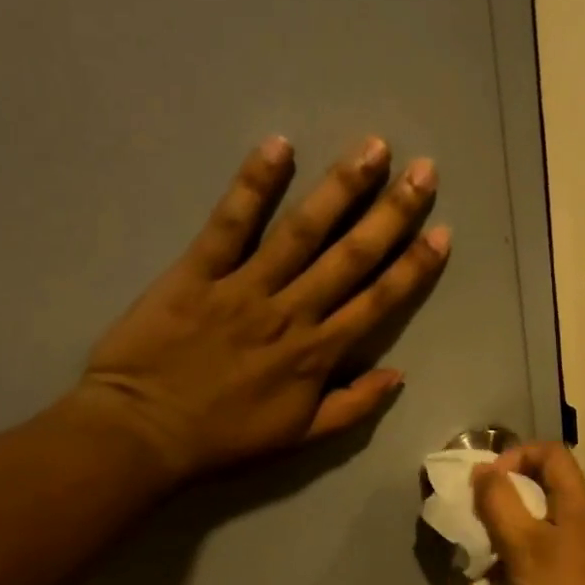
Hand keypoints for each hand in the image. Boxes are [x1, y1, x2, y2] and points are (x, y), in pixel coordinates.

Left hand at [74, 135, 448, 486]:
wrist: (143, 434)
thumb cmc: (224, 438)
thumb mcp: (299, 437)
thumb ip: (352, 407)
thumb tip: (399, 375)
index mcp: (318, 353)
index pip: (378, 302)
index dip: (413, 267)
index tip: (441, 232)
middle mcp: (292, 312)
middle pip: (351, 256)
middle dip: (392, 212)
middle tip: (424, 171)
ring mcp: (244, 287)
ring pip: (302, 231)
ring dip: (341, 188)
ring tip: (373, 148)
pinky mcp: (197, 271)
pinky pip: (229, 223)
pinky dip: (253, 184)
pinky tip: (279, 146)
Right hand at [472, 442, 584, 584]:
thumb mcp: (523, 544)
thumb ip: (499, 503)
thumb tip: (482, 471)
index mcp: (574, 502)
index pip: (550, 452)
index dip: (516, 456)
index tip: (489, 483)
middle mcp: (579, 518)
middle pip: (541, 485)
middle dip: (504, 495)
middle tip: (479, 516)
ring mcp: (577, 548)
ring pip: (535, 521)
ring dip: (505, 529)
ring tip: (481, 551)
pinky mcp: (570, 574)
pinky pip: (537, 551)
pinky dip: (514, 557)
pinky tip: (494, 583)